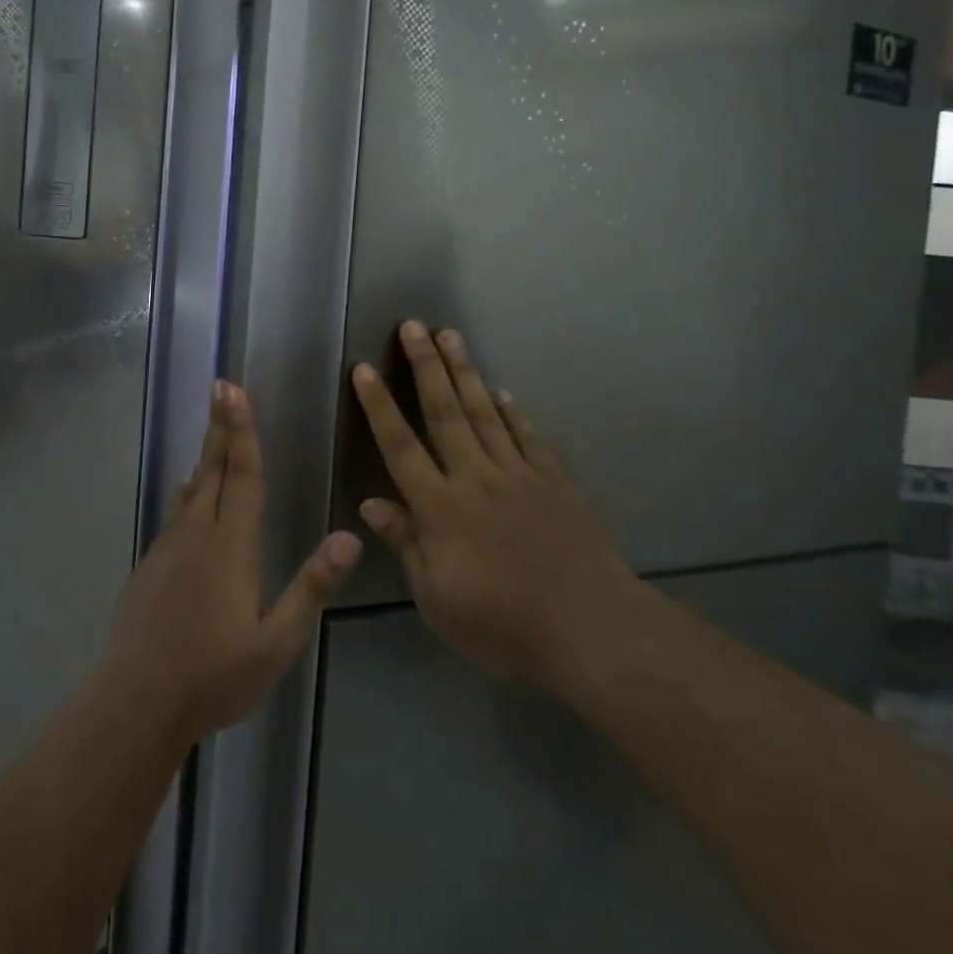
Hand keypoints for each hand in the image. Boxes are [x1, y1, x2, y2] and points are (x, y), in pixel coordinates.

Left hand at [102, 381, 360, 744]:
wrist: (135, 703)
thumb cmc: (214, 674)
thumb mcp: (276, 641)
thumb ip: (312, 587)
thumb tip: (350, 537)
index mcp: (232, 546)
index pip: (243, 476)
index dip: (243, 432)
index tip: (235, 391)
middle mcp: (198, 534)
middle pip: (214, 469)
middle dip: (222, 427)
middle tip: (221, 386)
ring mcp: (168, 549)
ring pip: (191, 489)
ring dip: (205, 454)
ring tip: (212, 429)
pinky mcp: (149, 567)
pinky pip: (175, 514)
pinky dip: (187, 491)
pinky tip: (188, 493)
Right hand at [351, 322, 639, 697]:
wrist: (589, 628)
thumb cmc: (503, 624)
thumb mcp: (438, 600)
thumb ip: (406, 545)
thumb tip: (372, 503)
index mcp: (440, 508)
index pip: (400, 447)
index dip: (380, 406)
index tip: (364, 368)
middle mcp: (476, 477)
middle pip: (444, 412)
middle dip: (425, 366)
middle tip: (413, 325)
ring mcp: (519, 474)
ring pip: (485, 412)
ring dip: (465, 372)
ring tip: (450, 336)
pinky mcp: (554, 481)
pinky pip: (528, 436)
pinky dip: (513, 412)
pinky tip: (503, 391)